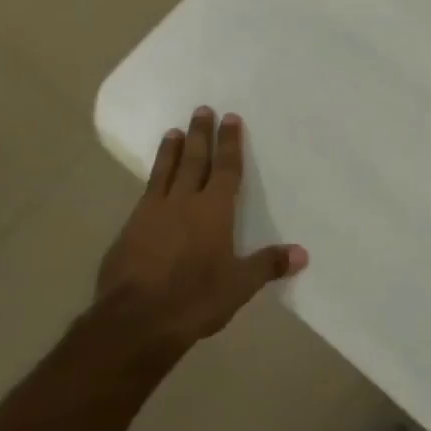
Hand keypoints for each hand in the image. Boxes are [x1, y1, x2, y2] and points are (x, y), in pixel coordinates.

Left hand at [95, 107, 307, 354]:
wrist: (135, 320)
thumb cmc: (195, 299)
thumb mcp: (239, 286)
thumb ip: (268, 265)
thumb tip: (302, 253)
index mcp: (214, 211)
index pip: (225, 169)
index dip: (229, 143)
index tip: (230, 118)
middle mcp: (183, 202)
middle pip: (194, 160)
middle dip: (200, 134)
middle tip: (201, 109)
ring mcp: (151, 213)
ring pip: (164, 172)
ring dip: (171, 150)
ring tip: (174, 132)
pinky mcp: (128, 230)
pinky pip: (145, 194)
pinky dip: (153, 179)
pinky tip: (152, 181)